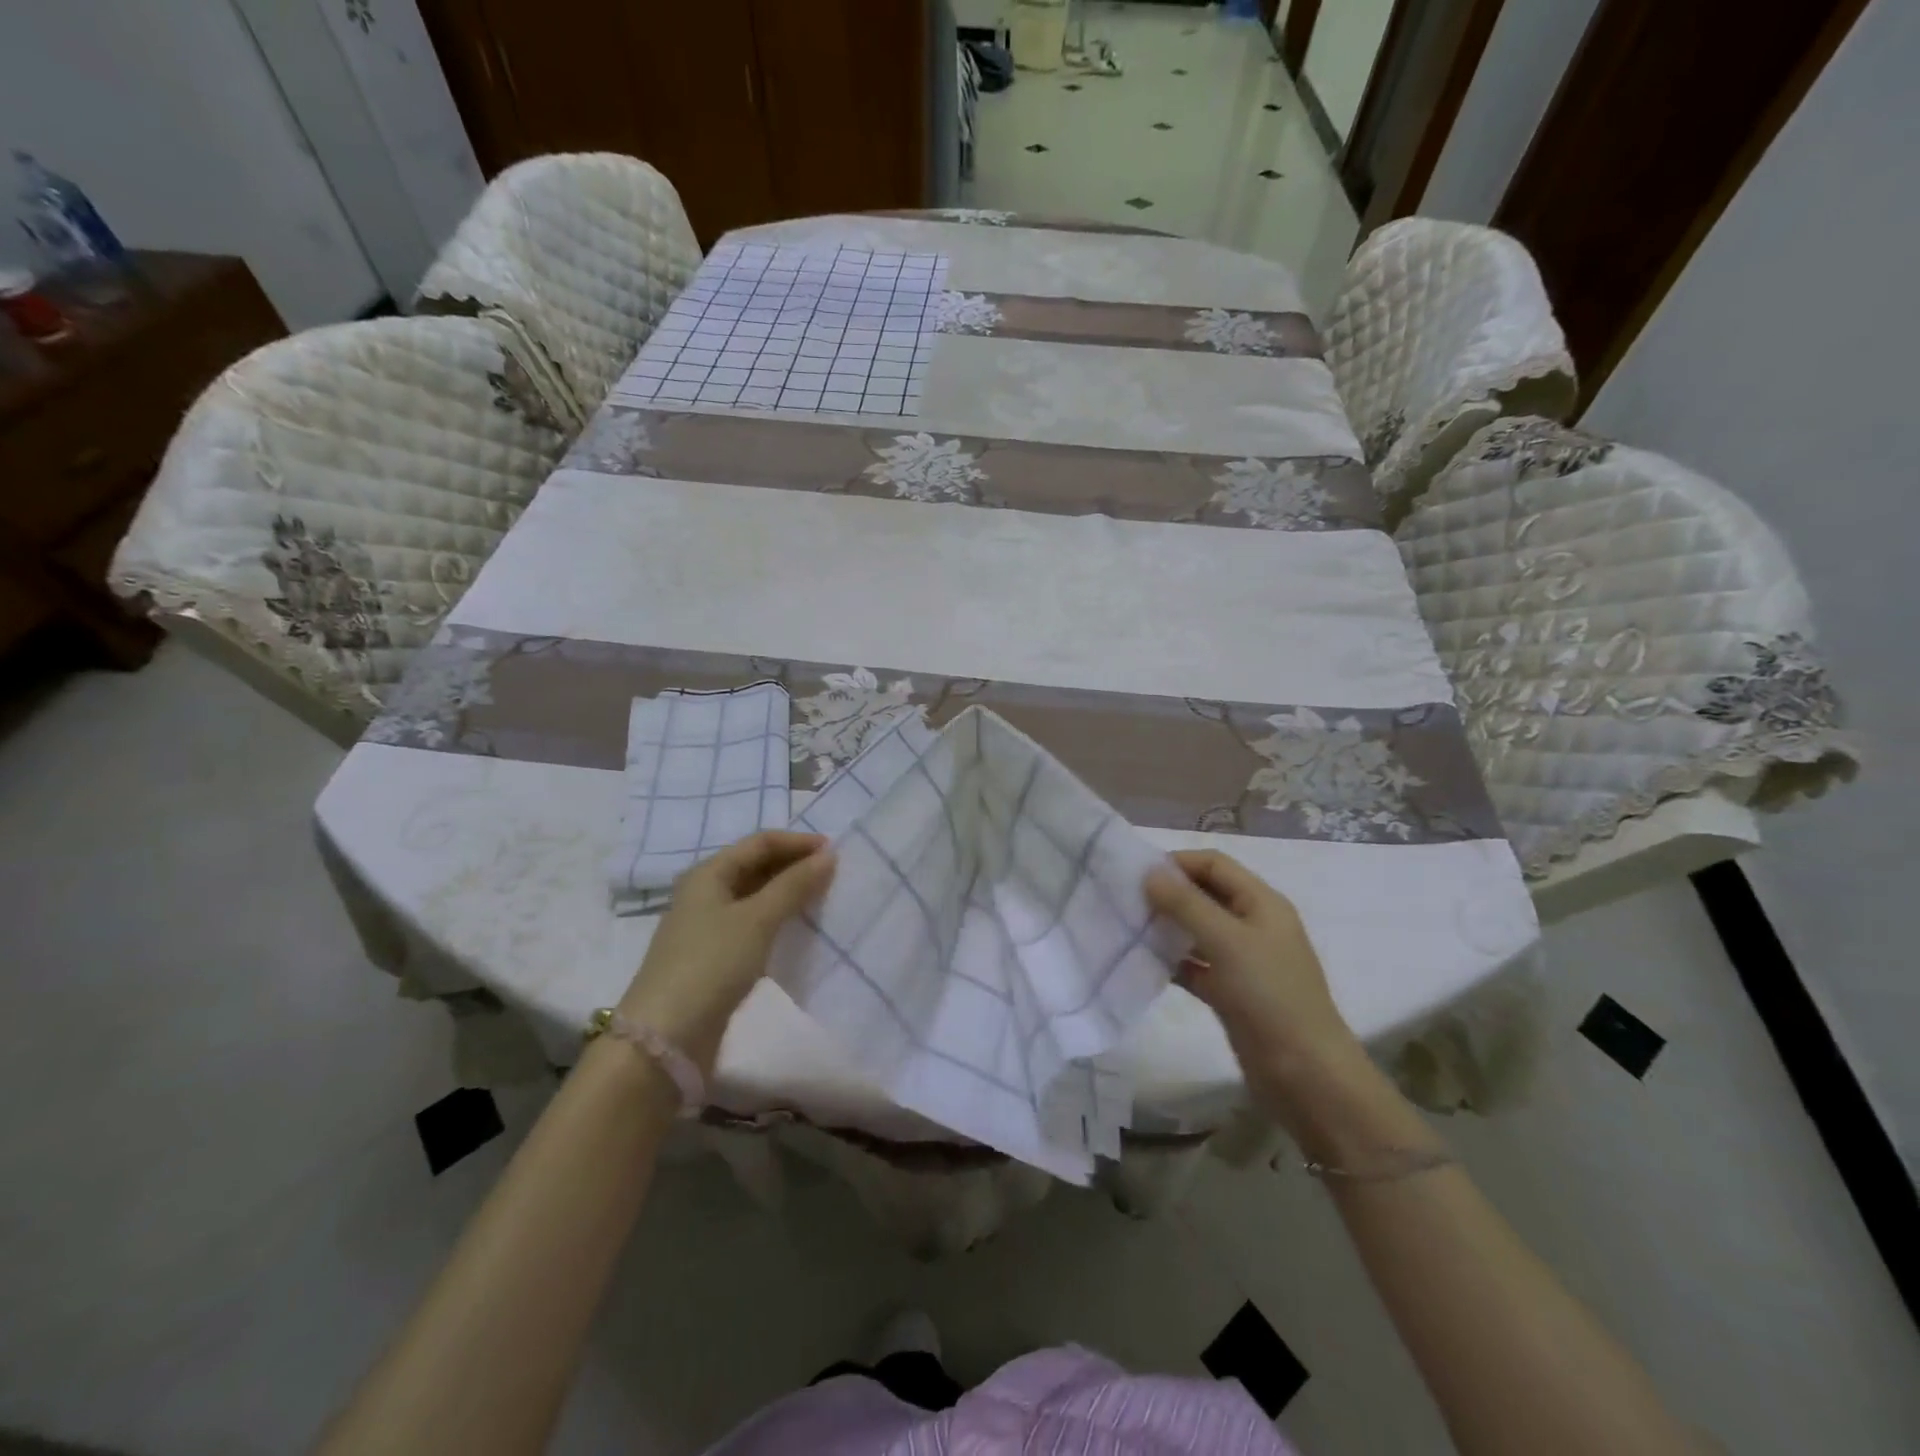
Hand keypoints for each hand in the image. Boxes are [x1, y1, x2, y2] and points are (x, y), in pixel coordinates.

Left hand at [618, 830, 835, 1074]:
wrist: (666, 1038)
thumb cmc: (711, 964)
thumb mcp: (757, 919)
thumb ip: (794, 885)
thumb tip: (828, 857)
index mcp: (709, 874)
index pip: (760, 842)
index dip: (797, 843)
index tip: (836, 853)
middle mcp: (706, 894)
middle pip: (756, 867)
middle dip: (794, 867)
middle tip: (834, 877)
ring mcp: (708, 928)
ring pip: (756, 898)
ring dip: (788, 895)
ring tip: (823, 901)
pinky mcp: (715, 959)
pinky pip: (753, 926)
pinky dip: (778, 922)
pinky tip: (800, 932)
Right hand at [1145, 850, 1369, 1126]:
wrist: (1306, 1075)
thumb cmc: (1270, 995)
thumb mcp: (1227, 942)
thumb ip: (1186, 904)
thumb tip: (1149, 872)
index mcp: (1262, 903)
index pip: (1215, 865)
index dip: (1178, 862)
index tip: (1137, 875)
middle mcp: (1252, 925)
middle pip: (1205, 895)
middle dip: (1168, 894)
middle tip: (1126, 901)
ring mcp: (1242, 961)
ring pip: (1197, 931)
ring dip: (1167, 927)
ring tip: (1128, 928)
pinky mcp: (1230, 992)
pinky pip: (1195, 966)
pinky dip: (1172, 961)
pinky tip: (1144, 963)